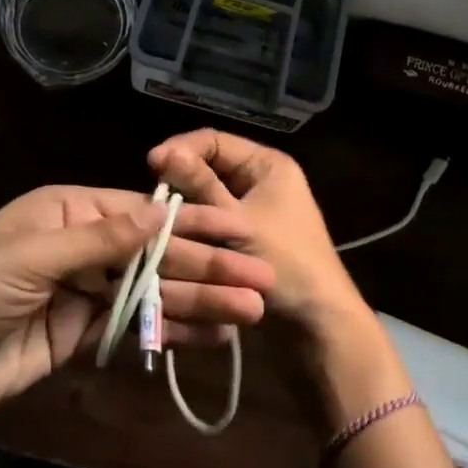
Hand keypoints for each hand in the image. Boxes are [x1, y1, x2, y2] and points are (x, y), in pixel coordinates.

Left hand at [0, 185, 275, 443]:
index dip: (193, 223)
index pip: (144, 214)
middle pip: (156, 254)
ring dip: (201, 302)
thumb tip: (160, 213)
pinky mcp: (81, 336)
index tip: (240, 230)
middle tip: (261, 280)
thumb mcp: (30, 256)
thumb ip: (100, 240)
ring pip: (153, 292)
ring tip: (251, 312)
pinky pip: (134, 328)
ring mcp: (85, 292)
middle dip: (208, 266)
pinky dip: (171, 332)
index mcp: (70, 211)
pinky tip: (212, 336)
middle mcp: (84, 245)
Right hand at [148, 131, 368, 336]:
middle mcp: (261, 181)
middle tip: (151, 197)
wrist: (317, 327)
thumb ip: (201, 187)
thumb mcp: (238, 223)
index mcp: (267, 165)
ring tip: (155, 219)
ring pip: (208, 198)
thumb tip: (166, 153)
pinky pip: (213, 223)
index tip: (152, 166)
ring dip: (184, 207)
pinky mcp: (246, 240)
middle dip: (180, 180)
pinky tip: (170, 238)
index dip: (182, 149)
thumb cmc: (286, 265)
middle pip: (210, 168)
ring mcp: (254, 211)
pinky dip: (194, 228)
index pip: (216, 141)